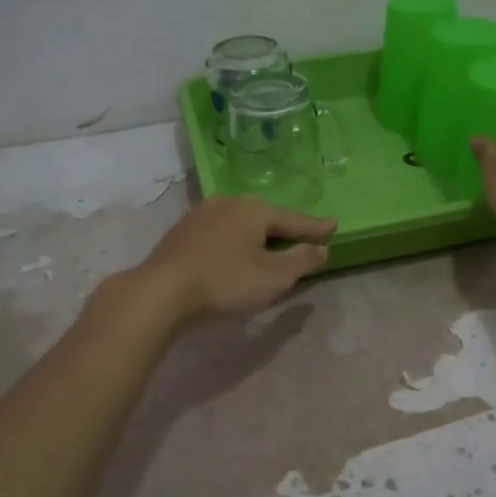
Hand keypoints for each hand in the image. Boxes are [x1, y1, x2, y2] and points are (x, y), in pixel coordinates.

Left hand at [135, 195, 337, 322]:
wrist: (161, 292)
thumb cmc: (225, 282)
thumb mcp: (274, 276)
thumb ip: (301, 260)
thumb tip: (320, 248)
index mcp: (254, 209)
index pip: (294, 219)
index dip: (315, 227)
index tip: (334, 225)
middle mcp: (227, 203)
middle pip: (265, 216)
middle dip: (284, 227)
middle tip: (302, 236)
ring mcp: (200, 216)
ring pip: (239, 223)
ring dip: (256, 235)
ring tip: (268, 245)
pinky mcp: (181, 233)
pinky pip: (220, 233)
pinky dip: (234, 242)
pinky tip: (234, 253)